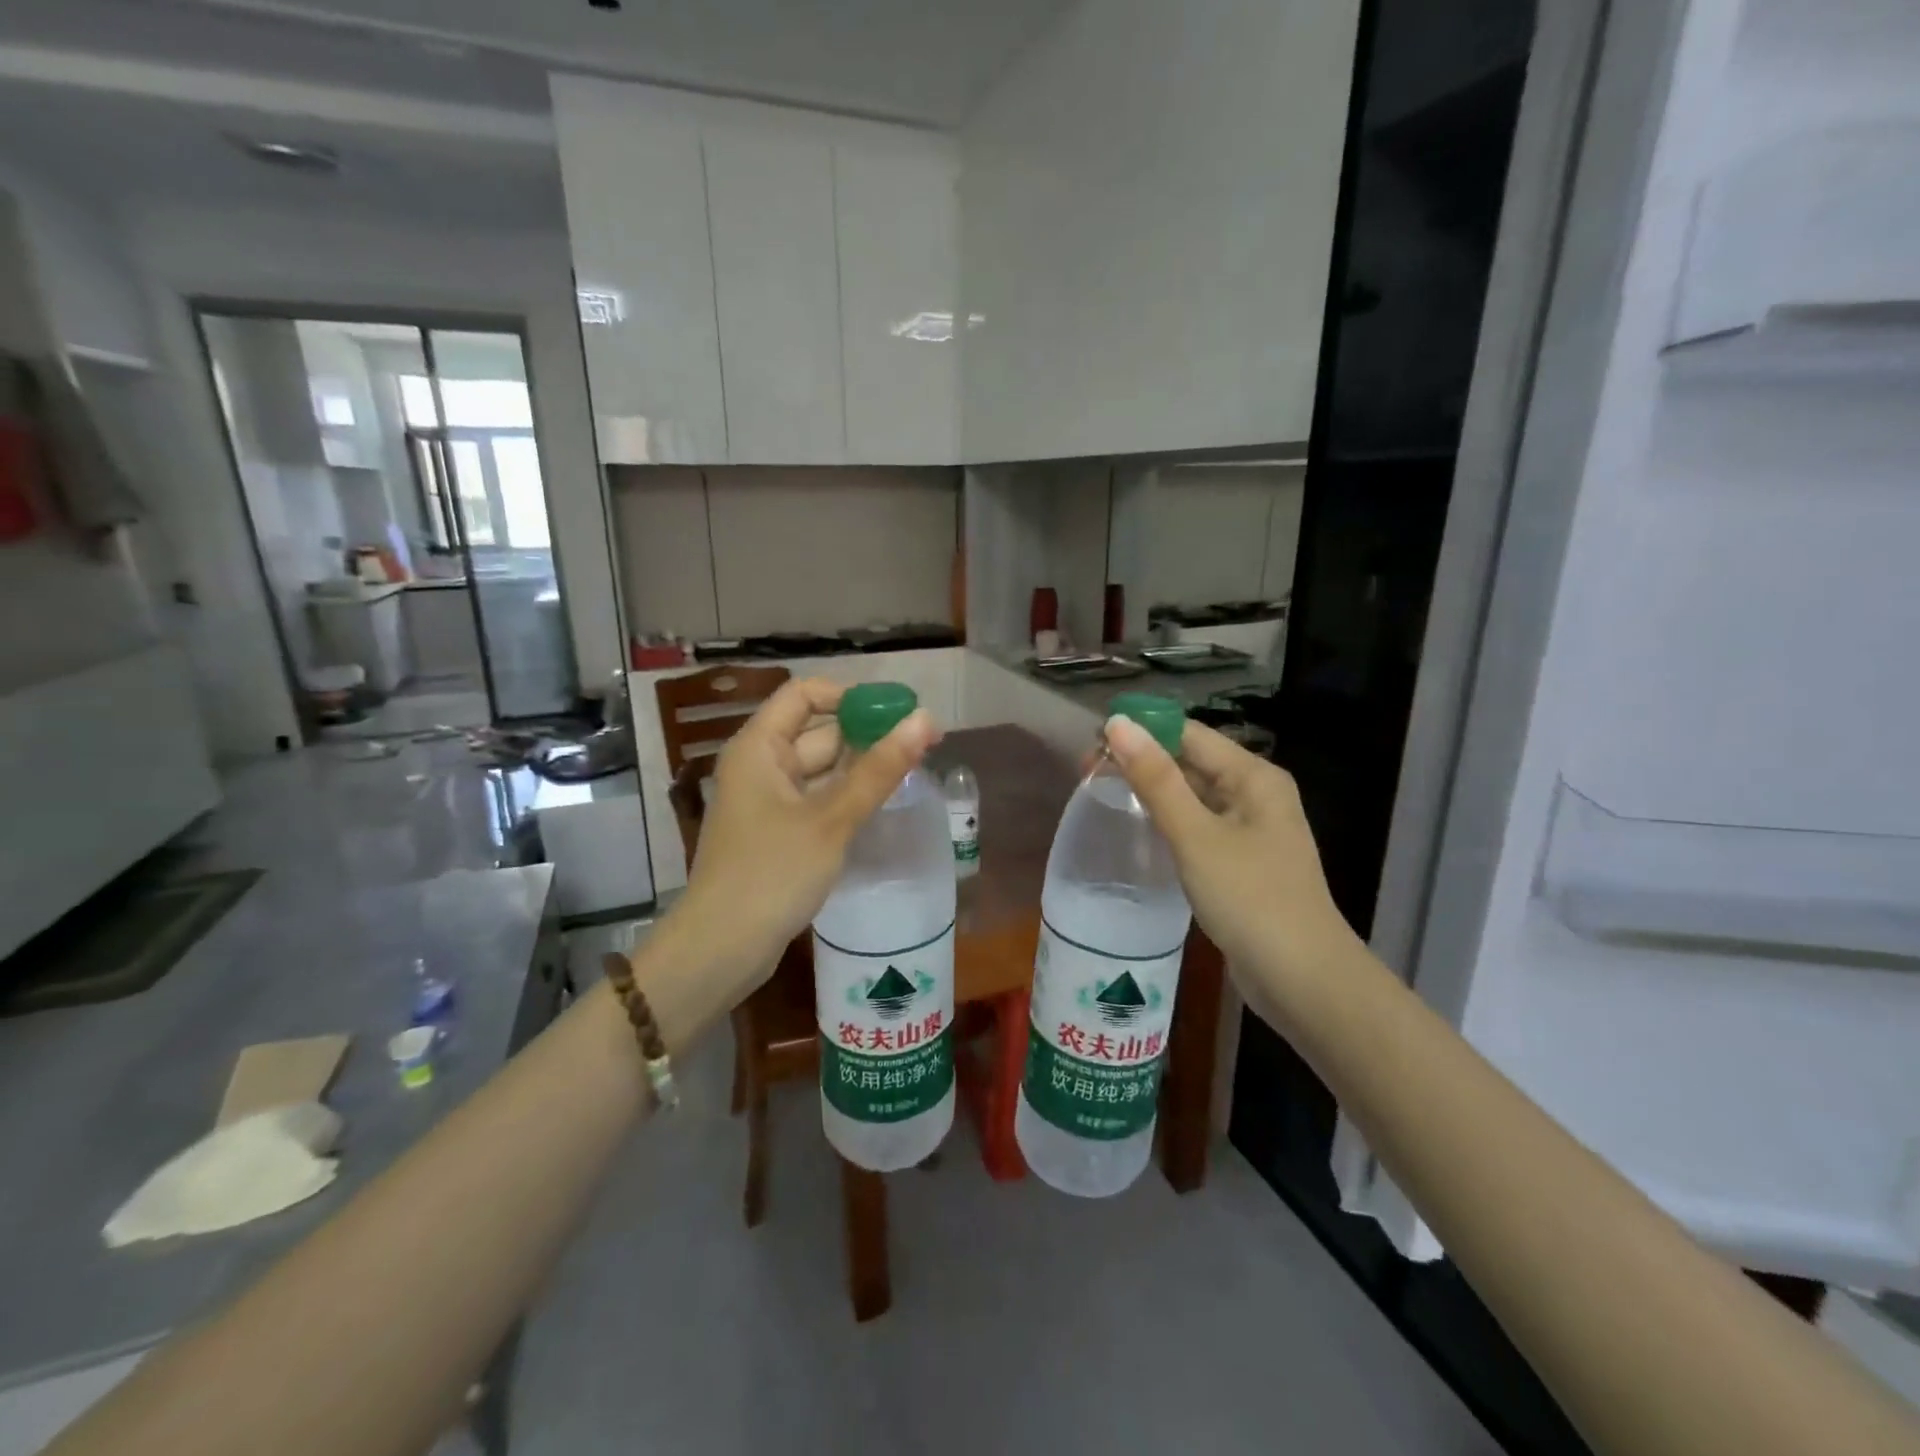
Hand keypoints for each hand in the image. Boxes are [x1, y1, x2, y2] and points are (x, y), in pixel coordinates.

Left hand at [665, 679, 937, 1016]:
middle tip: (923, 744)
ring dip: (861, 767)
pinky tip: (881, 804)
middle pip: (817, 731)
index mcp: (759, 747)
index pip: (805, 694)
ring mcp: (767, 800)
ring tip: (913, 770)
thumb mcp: (832, 819)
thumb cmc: (772, 873)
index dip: (851, 697)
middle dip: (867, 734)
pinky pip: (816, 798)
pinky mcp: (777, 832)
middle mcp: (760, 765)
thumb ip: (880, 769)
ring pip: (821, 768)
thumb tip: (925, 719)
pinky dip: (846, 796)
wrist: (722, 948)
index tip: (897, 713)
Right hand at [1103, 715, 1365, 1006]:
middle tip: (1087, 774)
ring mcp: (1251, 830)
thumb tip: (1118, 724)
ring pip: (1193, 796)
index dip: (1141, 732)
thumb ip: (1156, 779)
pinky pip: (1198, 827)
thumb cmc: (1250, 898)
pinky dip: (1169, 823)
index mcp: (1253, 776)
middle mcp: (1255, 794)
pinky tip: (1139, 832)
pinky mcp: (1242, 862)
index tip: (1091, 744)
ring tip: (1102, 796)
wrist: (1302, 979)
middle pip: (1191, 762)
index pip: (1188, 733)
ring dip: (1152, 793)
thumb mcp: (1195, 835)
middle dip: (1142, 763)